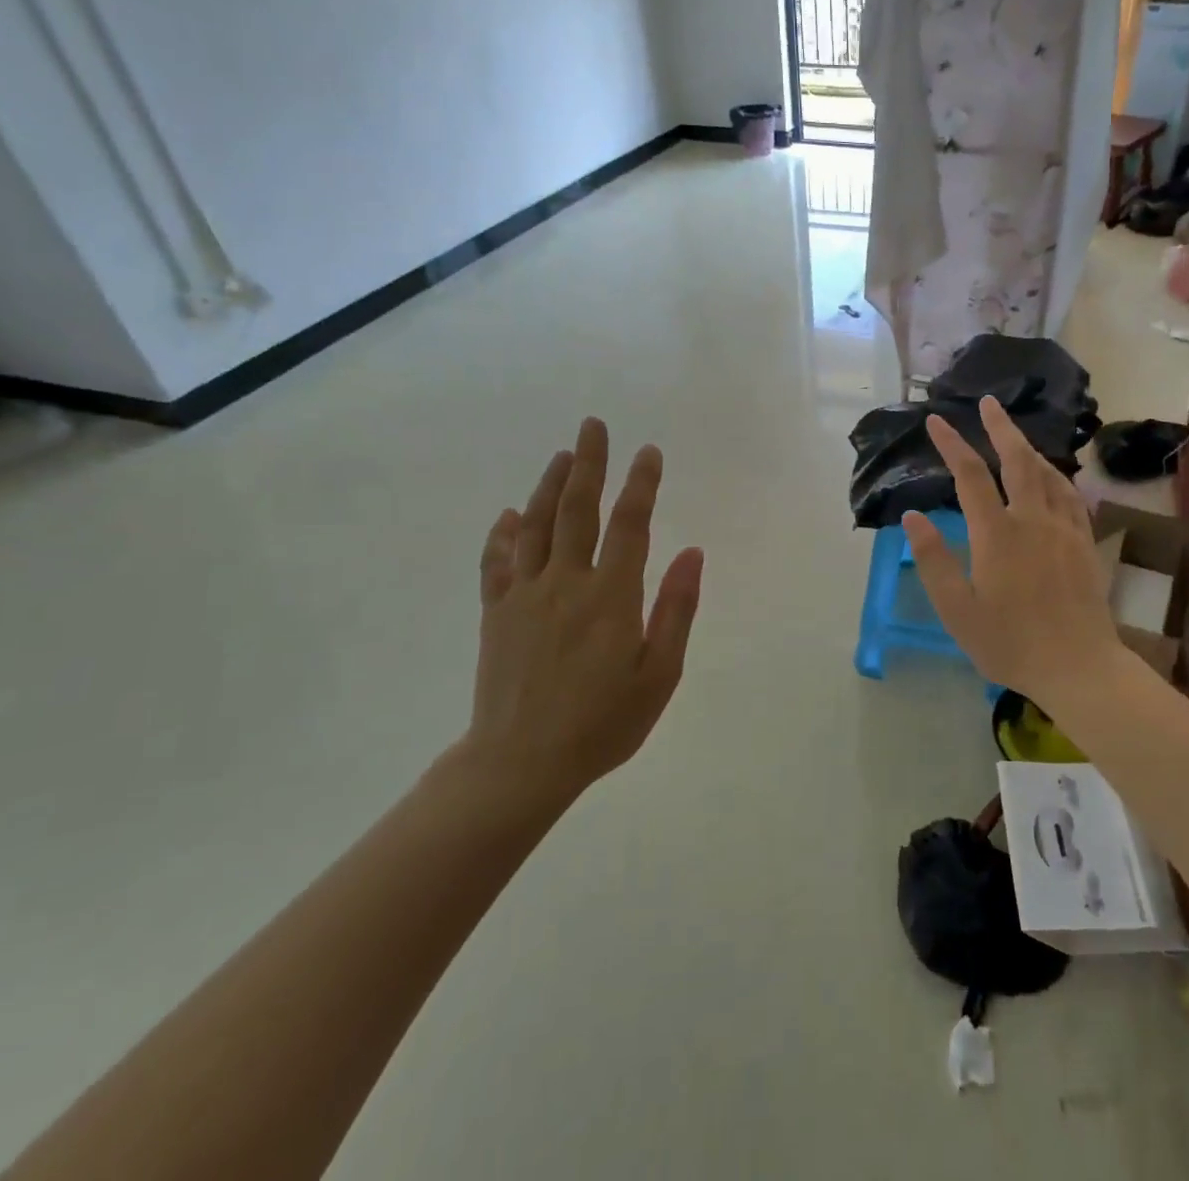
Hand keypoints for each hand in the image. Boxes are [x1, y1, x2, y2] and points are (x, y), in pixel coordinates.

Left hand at [461, 418, 703, 816]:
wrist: (519, 764)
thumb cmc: (602, 723)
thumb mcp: (659, 674)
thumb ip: (676, 610)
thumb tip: (692, 553)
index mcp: (611, 597)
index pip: (630, 525)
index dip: (641, 484)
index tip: (650, 452)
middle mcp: (565, 583)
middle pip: (577, 510)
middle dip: (589, 463)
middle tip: (594, 425)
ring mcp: (524, 595)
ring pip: (536, 525)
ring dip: (550, 485)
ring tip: (562, 454)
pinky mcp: (496, 613)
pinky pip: (498, 562)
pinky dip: (504, 533)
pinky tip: (511, 515)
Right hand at [903, 397, 1123, 697]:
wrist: (1079, 666)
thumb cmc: (1010, 643)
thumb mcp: (957, 610)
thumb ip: (933, 560)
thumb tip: (912, 516)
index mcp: (997, 533)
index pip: (970, 476)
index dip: (951, 444)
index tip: (935, 421)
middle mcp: (1032, 519)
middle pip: (1017, 460)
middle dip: (999, 427)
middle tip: (988, 403)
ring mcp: (1064, 529)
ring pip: (1047, 473)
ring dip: (1028, 448)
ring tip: (1015, 435)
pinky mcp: (1085, 543)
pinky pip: (1070, 496)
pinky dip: (1056, 476)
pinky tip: (1053, 476)